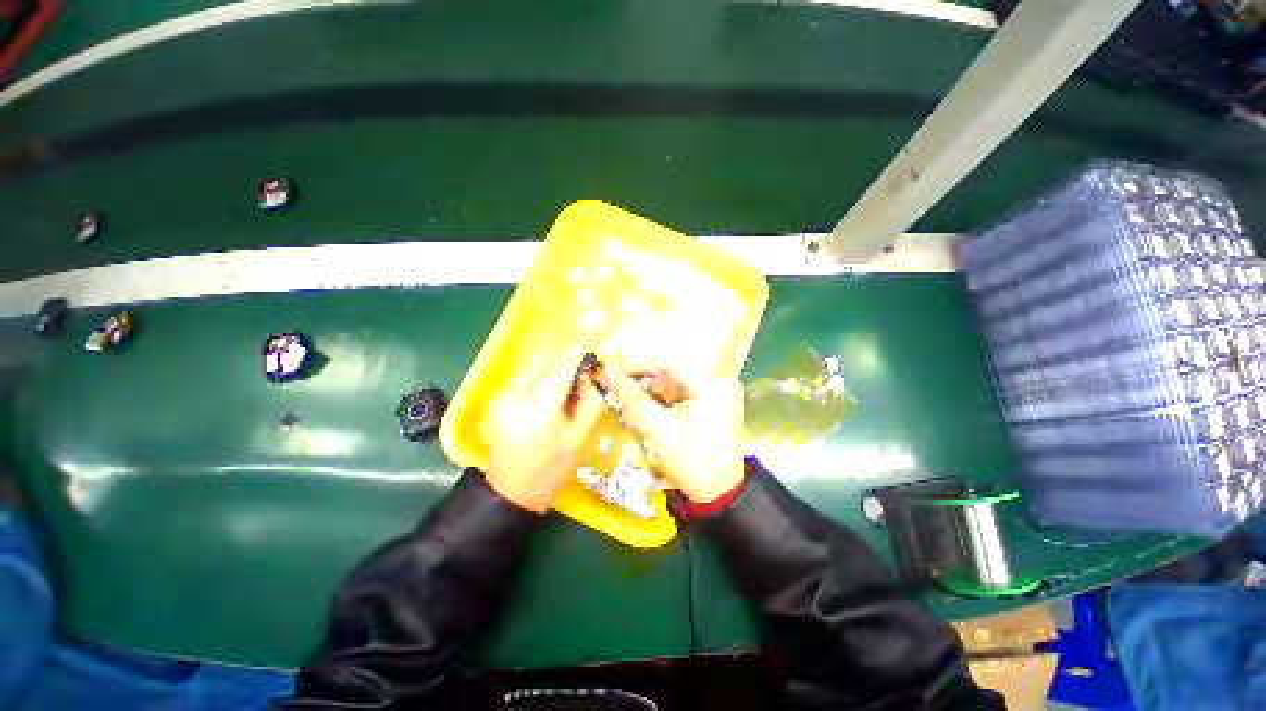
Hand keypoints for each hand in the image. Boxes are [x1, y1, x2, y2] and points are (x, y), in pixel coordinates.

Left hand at [485, 345, 604, 512]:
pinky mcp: (496, 401)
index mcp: (538, 407)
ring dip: (551, 369)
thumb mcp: (577, 439)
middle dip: (563, 359)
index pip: (560, 367)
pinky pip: (524, 379)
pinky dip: (540, 378)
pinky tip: (551, 393)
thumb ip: (587, 402)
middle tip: (581, 367)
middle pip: (543, 362)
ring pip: (532, 368)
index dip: (576, 350)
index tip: (589, 336)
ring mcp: (501, 397)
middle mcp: (514, 395)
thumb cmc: (550, 471)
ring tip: (568, 383)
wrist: (509, 495)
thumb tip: (586, 375)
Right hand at [597, 368, 744, 503]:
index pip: (669, 361)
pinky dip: (666, 397)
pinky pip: (685, 389)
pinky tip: (653, 409)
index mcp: (712, 383)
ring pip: (677, 378)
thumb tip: (608, 371)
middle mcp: (721, 379)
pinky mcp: (716, 400)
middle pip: (673, 367)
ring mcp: (720, 389)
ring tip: (634, 403)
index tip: (612, 371)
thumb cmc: (689, 462)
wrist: (719, 494)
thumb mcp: (656, 428)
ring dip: (654, 389)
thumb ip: (631, 396)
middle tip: (621, 387)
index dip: (637, 364)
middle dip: (645, 378)